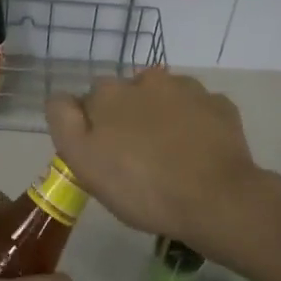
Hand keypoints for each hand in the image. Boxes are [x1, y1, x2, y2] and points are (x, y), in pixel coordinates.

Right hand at [46, 67, 268, 258]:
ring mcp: (188, 90)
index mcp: (109, 94)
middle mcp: (147, 80)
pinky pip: (198, 110)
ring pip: (164, 97)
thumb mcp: (84, 163)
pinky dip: (194, 124)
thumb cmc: (142, 188)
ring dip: (161, 115)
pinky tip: (197, 152)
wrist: (217, 200)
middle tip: (135, 157)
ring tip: (169, 154)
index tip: (102, 155)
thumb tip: (61, 98)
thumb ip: (64, 122)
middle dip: (127, 116)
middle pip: (127, 94)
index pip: (88, 100)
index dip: (91, 127)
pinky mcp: (220, 106)